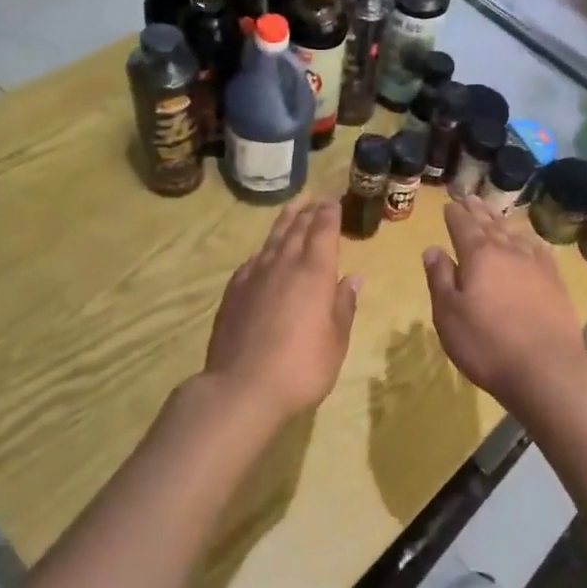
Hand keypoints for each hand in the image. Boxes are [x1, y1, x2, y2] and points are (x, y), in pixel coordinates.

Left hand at [203, 200, 359, 420]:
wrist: (242, 388)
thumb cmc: (301, 367)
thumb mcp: (336, 341)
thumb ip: (344, 305)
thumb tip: (352, 278)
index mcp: (315, 272)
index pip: (323, 231)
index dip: (329, 214)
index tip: (333, 201)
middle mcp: (284, 265)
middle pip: (297, 229)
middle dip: (309, 212)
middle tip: (316, 199)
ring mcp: (255, 276)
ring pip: (273, 239)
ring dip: (285, 221)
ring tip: (293, 209)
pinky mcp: (234, 291)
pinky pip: (253, 260)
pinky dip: (264, 250)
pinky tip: (264, 254)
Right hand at [423, 197, 586, 406]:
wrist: (547, 368)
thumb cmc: (487, 344)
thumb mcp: (448, 315)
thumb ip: (440, 278)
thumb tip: (432, 249)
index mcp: (478, 255)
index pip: (463, 226)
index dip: (454, 214)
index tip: (449, 205)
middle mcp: (508, 251)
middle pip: (490, 224)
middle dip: (477, 211)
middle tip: (470, 198)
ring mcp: (536, 264)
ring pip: (514, 233)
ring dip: (501, 221)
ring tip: (493, 213)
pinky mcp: (555, 281)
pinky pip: (539, 249)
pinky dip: (529, 239)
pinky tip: (529, 240)